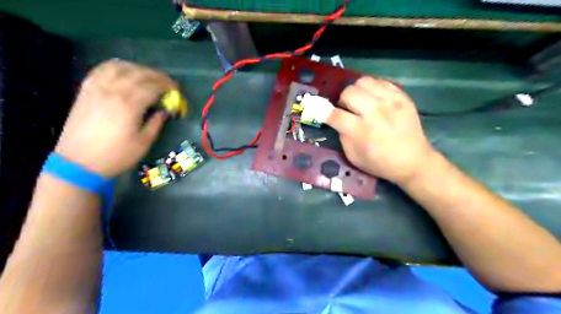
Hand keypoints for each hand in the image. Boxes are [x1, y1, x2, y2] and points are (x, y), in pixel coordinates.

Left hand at [54, 58, 176, 175]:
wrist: (79, 163)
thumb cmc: (116, 155)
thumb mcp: (144, 143)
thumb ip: (156, 123)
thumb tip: (164, 111)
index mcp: (129, 105)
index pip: (153, 87)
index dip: (168, 86)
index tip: (177, 90)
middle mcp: (112, 91)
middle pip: (139, 74)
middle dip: (157, 76)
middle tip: (168, 83)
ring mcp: (96, 89)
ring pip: (120, 67)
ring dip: (138, 68)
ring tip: (149, 76)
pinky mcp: (86, 91)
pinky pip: (101, 70)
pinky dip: (116, 67)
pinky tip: (125, 72)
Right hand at [327, 76, 435, 184]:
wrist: (414, 161)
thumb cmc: (381, 163)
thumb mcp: (354, 157)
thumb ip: (343, 136)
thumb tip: (337, 119)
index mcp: (362, 132)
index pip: (335, 115)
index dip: (322, 110)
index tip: (316, 108)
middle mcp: (376, 113)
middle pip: (349, 92)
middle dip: (342, 101)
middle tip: (347, 109)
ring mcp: (391, 102)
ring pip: (363, 81)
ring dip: (357, 91)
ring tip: (361, 102)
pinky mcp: (402, 97)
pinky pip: (380, 81)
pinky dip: (372, 89)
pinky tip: (374, 100)